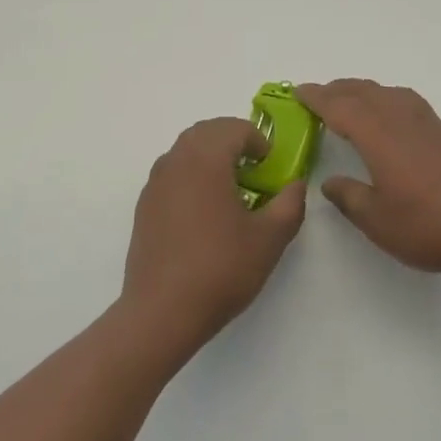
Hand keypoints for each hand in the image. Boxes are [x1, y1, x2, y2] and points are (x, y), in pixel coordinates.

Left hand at [120, 118, 306, 352]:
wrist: (161, 312)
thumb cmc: (219, 269)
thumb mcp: (269, 239)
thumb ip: (290, 204)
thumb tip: (296, 185)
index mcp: (206, 158)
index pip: (235, 128)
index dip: (259, 141)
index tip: (271, 167)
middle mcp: (176, 159)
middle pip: (208, 131)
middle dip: (234, 142)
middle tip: (255, 171)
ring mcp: (155, 182)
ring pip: (187, 150)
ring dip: (211, 157)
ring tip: (231, 190)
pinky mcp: (144, 205)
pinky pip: (172, 172)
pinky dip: (192, 175)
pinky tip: (204, 213)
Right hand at [299, 79, 440, 275]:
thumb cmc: (431, 224)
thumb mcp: (379, 221)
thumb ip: (350, 198)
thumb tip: (330, 182)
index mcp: (377, 133)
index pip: (338, 106)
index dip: (316, 98)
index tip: (297, 92)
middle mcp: (399, 117)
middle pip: (361, 91)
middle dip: (336, 90)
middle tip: (316, 97)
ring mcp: (425, 121)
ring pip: (385, 92)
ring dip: (361, 92)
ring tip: (348, 103)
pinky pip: (403, 101)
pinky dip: (384, 100)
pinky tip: (389, 119)